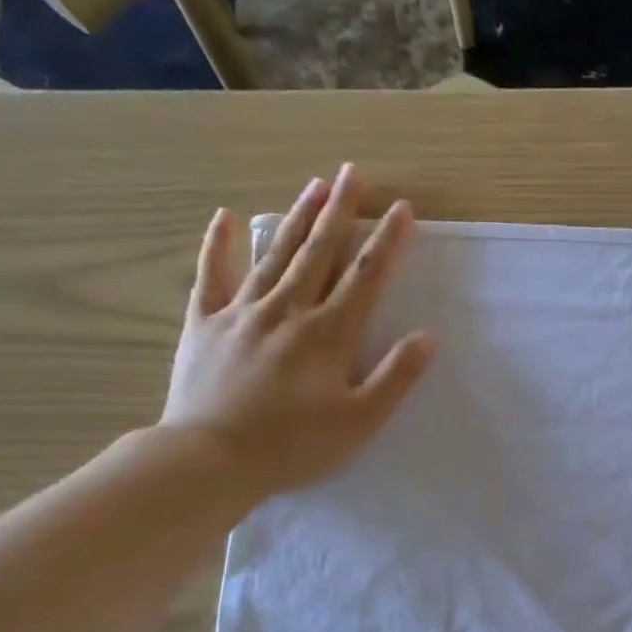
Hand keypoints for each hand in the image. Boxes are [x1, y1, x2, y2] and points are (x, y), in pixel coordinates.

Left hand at [158, 163, 434, 502]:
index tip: (402, 208)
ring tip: (315, 184)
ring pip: (275, 255)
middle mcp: (288, 310)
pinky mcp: (204, 324)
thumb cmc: (295, 446)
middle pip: (320, 253)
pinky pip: (212, 276)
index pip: (365, 278)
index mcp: (329, 334)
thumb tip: (427, 337)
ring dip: (297, 218)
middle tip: (353, 172)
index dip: (386, 242)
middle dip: (341, 211)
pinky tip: (227, 217)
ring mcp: (242, 312)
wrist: (212, 458)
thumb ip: (395, 377)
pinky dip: (219, 245)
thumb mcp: (360, 421)